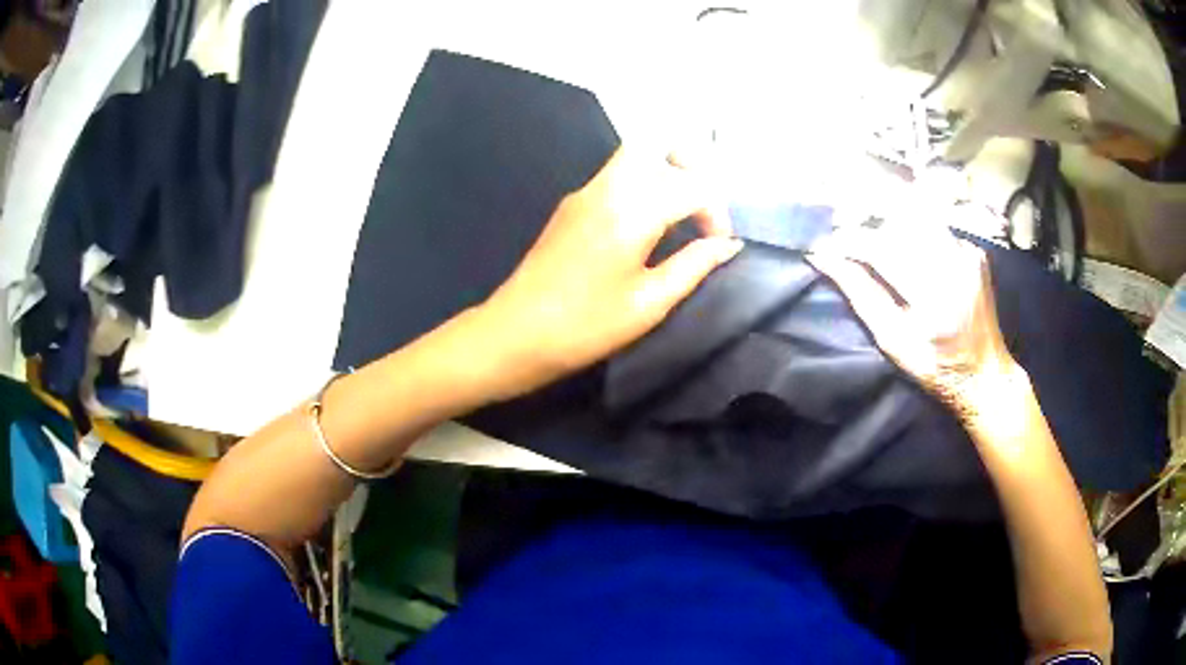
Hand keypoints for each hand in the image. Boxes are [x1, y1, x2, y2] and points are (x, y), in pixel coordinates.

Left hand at [477, 147, 741, 397]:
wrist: (515, 334)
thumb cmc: (586, 327)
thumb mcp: (649, 303)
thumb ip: (694, 266)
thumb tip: (727, 245)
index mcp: (631, 211)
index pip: (691, 186)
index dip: (715, 212)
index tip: (717, 244)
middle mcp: (606, 188)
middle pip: (654, 145)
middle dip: (688, 166)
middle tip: (701, 206)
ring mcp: (583, 193)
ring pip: (632, 157)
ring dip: (663, 173)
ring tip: (679, 216)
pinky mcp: (569, 206)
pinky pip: (614, 176)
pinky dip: (641, 185)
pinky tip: (646, 225)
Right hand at [806, 224, 1018, 418]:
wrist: (984, 374)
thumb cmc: (935, 368)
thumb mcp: (893, 340)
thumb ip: (861, 295)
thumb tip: (826, 259)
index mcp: (934, 297)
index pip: (882, 249)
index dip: (849, 241)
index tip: (825, 244)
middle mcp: (954, 266)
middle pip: (899, 223)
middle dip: (867, 226)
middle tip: (845, 238)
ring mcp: (968, 255)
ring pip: (917, 218)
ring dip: (889, 224)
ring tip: (872, 240)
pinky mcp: (974, 252)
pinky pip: (935, 228)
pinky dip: (913, 232)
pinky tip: (905, 249)